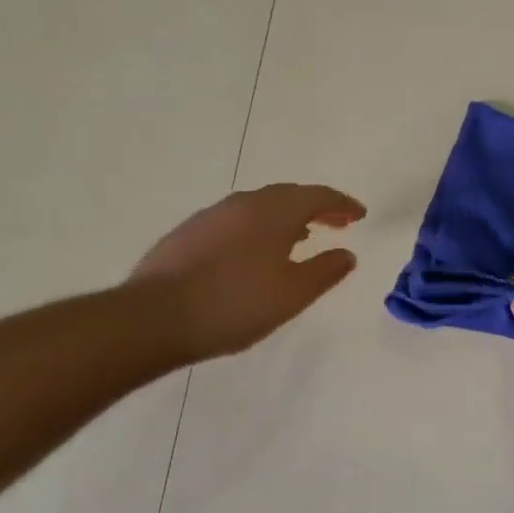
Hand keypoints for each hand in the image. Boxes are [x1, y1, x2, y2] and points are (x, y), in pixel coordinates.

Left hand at [131, 183, 365, 363]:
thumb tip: (348, 254)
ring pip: (260, 206)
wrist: (154, 317)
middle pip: (289, 195)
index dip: (342, 204)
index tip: (359, 215)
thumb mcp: (292, 294)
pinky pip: (236, 220)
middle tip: (335, 224)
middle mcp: (245, 202)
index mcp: (275, 211)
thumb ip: (325, 271)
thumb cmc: (235, 304)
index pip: (318, 196)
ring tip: (300, 238)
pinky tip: (254, 252)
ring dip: (286, 217)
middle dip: (316, 207)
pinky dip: (258, 227)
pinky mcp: (188, 232)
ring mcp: (212, 215)